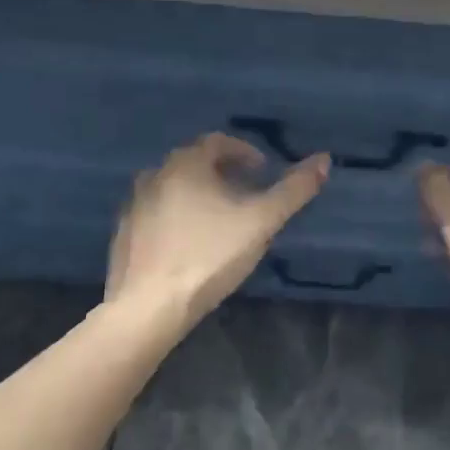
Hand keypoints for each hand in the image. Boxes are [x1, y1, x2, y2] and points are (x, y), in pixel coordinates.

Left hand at [105, 133, 328, 328]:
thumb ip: (293, 191)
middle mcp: (155, 175)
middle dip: (222, 171)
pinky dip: (176, 215)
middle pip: (194, 162)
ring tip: (219, 218)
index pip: (217, 141)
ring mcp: (135, 205)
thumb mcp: (261, 222)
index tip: (262, 171)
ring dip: (198, 193)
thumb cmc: (209, 256)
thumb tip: (324, 159)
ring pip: (173, 186)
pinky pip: (156, 212)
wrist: (147, 308)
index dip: (244, 151)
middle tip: (246, 193)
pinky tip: (190, 242)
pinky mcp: (124, 234)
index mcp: (186, 164)